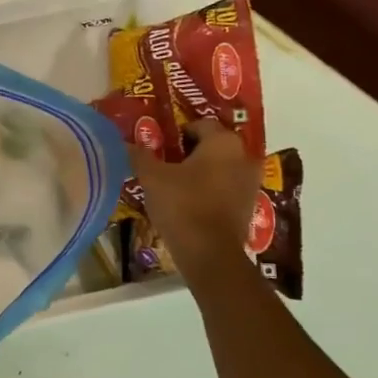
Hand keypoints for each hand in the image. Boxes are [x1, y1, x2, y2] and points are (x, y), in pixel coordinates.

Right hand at [128, 120, 263, 276]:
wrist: (209, 253)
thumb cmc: (182, 204)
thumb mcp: (151, 177)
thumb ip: (140, 155)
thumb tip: (126, 143)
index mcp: (223, 142)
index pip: (199, 124)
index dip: (177, 133)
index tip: (160, 147)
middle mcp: (244, 156)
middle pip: (213, 145)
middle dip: (190, 151)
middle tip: (166, 163)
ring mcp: (251, 182)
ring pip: (221, 167)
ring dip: (202, 171)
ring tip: (176, 183)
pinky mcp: (250, 205)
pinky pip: (227, 187)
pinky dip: (211, 189)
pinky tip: (191, 202)